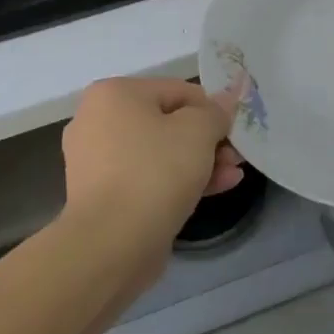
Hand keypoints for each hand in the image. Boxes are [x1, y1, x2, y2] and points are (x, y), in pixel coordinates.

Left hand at [61, 78, 241, 281]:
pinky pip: (148, 178)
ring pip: (160, 153)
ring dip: (200, 161)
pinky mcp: (104, 196)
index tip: (235, 130)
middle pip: (168, 122)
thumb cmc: (155, 171)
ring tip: (233, 174)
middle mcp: (98, 120)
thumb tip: (225, 100)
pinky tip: (217, 188)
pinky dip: (178, 181)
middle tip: (236, 156)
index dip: (212, 108)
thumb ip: (216, 111)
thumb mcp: (199, 130)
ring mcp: (97, 161)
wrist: (111, 243)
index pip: (178, 90)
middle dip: (208, 139)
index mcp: (114, 94)